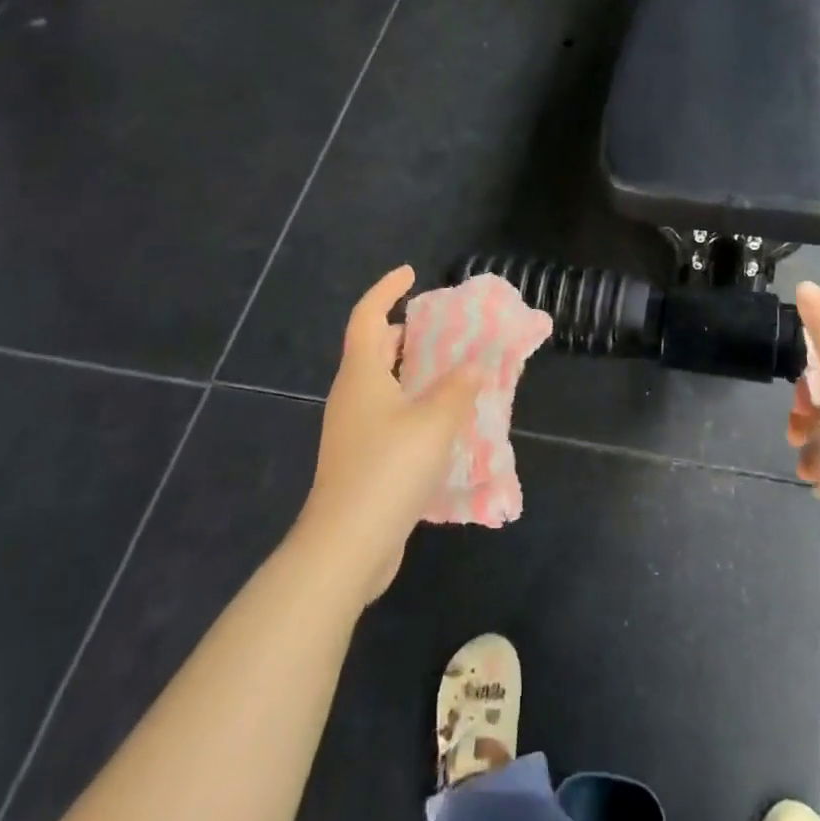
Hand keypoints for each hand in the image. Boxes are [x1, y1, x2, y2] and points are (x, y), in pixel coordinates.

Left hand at [300, 267, 482, 601]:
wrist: (346, 547)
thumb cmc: (388, 469)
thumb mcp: (434, 421)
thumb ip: (458, 388)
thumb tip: (473, 365)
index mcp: (362, 375)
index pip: (368, 316)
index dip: (386, 289)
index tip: (411, 273)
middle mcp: (352, 397)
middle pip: (373, 349)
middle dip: (403, 332)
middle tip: (440, 327)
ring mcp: (352, 432)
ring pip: (382, 386)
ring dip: (412, 372)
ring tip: (450, 371)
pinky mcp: (360, 461)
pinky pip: (388, 417)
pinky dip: (413, 406)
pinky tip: (442, 423)